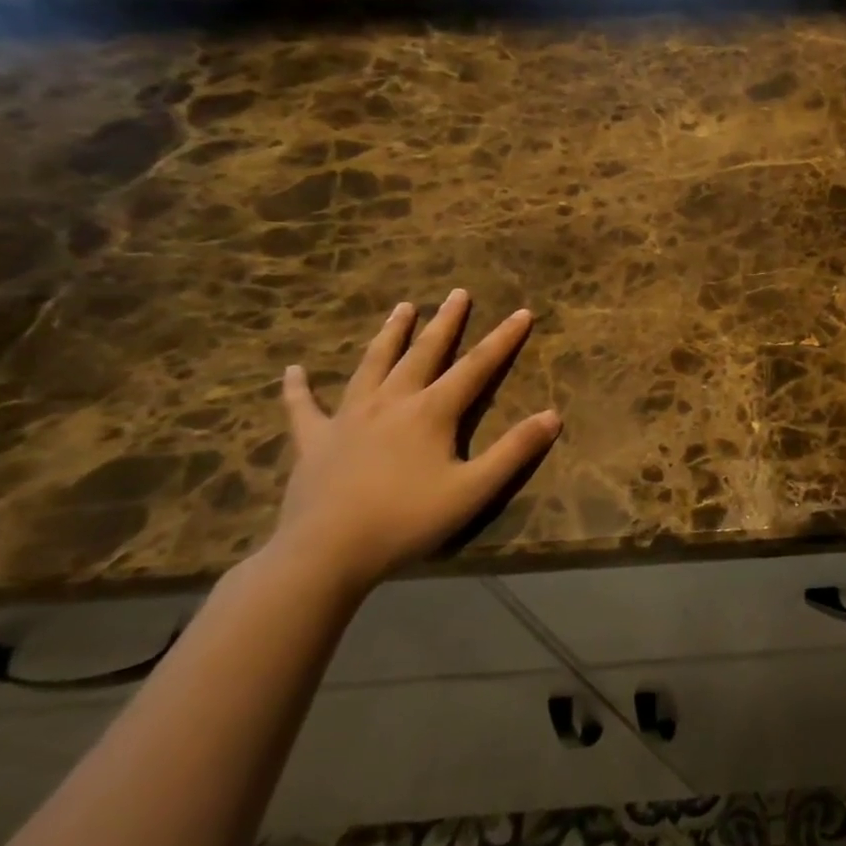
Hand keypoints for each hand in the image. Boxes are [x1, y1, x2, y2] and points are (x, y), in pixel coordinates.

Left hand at [265, 289, 561, 593]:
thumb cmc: (407, 520)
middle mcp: (391, 402)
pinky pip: (303, 408)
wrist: (325, 553)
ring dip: (390, 335)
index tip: (521, 312)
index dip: (502, 339)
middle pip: (423, 353)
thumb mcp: (474, 490)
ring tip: (402, 308)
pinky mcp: (314, 441)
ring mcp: (348, 418)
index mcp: (431, 412)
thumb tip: (554, 416)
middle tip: (457, 293)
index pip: (476, 367)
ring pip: (372, 365)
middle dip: (445, 322)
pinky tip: (292, 370)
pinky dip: (297, 388)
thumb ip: (515, 451)